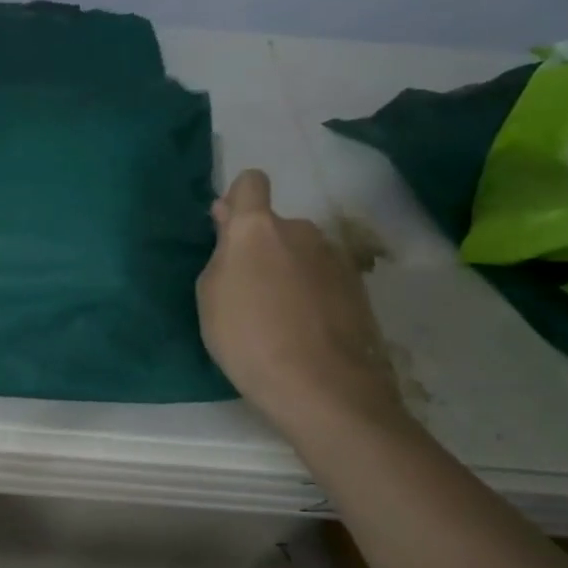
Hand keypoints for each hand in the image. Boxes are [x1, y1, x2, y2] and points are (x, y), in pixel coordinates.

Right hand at [196, 169, 402, 438]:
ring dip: (289, 269)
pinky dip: (312, 292)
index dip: (238, 200)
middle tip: (248, 290)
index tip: (230, 230)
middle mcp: (300, 230)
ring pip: (301, 251)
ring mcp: (334, 257)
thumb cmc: (247, 337)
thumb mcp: (210, 297)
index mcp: (257, 228)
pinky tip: (305, 328)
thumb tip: (229, 222)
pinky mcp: (358, 285)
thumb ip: (221, 254)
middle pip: (276, 225)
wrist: (320, 385)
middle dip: (263, 246)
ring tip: (279, 315)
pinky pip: (323, 276)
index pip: (250, 183)